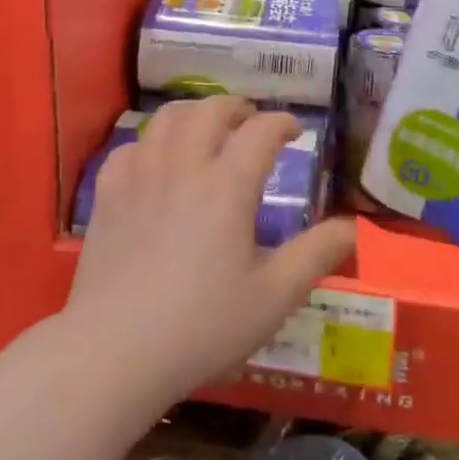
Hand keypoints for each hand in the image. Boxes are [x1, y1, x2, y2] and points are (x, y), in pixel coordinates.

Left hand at [63, 97, 356, 399]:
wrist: (114, 351)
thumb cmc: (201, 327)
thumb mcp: (273, 298)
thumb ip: (315, 256)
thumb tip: (351, 227)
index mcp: (227, 186)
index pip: (260, 131)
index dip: (282, 123)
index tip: (295, 131)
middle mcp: (184, 166)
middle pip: (211, 110)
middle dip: (237, 108)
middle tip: (251, 124)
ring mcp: (140, 176)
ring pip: (167, 118)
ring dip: (194, 114)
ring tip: (207, 131)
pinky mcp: (107, 194)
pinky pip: (130, 147)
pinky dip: (151, 144)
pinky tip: (156, 163)